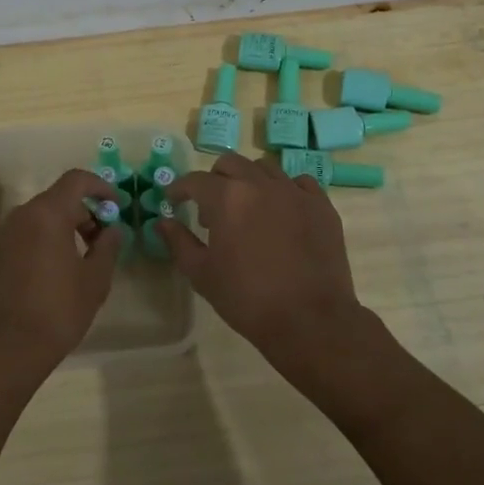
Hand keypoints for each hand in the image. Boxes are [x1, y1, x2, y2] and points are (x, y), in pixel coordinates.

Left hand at [0, 168, 122, 383]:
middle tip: (101, 242)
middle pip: (56, 200)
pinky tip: (49, 276)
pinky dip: (40, 244)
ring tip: (77, 262)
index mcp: (48, 214)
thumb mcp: (95, 280)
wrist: (4, 350)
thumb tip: (113, 229)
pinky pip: (21, 238)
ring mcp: (1, 236)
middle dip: (82, 214)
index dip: (100, 186)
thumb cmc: (58, 310)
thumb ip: (108, 247)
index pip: (76, 180)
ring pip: (37, 220)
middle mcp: (20, 216)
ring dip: (61, 230)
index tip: (115, 205)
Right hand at [158, 152, 365, 385]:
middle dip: (214, 179)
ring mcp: (294, 191)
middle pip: (230, 164)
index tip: (174, 199)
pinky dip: (284, 190)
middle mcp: (260, 184)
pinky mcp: (321, 205)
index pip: (195, 180)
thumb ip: (179, 242)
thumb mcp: (202, 274)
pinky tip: (282, 211)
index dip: (180, 188)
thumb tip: (162, 221)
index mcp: (227, 198)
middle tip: (210, 207)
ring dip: (249, 180)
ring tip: (247, 207)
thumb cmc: (247, 299)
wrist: (310, 321)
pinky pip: (299, 183)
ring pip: (264, 168)